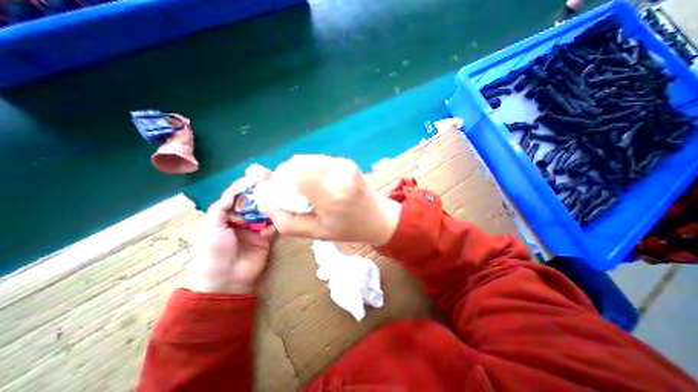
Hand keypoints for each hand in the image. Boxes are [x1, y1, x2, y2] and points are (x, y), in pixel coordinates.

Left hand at [192, 165, 279, 293]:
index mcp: (226, 219)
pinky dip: (277, 218)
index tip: (251, 177)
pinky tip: (281, 209)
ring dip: (269, 203)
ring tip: (278, 191)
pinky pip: (273, 225)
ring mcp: (255, 229)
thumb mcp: (211, 229)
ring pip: (264, 212)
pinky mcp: (267, 238)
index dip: (242, 188)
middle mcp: (241, 222)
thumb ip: (220, 209)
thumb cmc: (214, 252)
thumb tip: (233, 194)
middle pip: (251, 204)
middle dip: (259, 192)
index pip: (235, 199)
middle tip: (269, 181)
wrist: (228, 279)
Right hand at [254, 155, 399, 245]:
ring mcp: (345, 164)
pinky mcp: (347, 161)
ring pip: (308, 160)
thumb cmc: (347, 229)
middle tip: (298, 195)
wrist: (377, 218)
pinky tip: (323, 185)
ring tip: (313, 191)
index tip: (283, 193)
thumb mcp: (314, 233)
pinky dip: (314, 171)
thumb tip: (262, 196)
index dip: (281, 178)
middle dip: (289, 176)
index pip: (295, 169)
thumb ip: (284, 218)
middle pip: (298, 162)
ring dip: (302, 174)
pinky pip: (319, 161)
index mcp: (331, 193)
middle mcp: (339, 173)